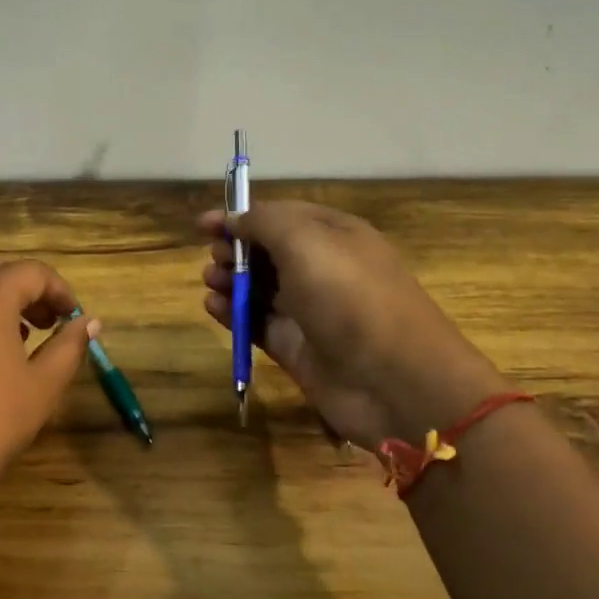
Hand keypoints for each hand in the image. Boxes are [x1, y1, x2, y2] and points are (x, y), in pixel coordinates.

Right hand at [199, 201, 507, 447]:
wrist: (394, 382)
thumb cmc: (350, 299)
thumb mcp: (307, 243)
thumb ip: (265, 223)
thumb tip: (235, 219)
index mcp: (335, 235)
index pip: (282, 216)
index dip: (243, 216)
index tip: (204, 224)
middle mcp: (323, 269)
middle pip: (269, 251)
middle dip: (236, 249)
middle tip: (215, 257)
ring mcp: (310, 311)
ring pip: (261, 288)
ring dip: (232, 281)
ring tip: (211, 283)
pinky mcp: (297, 347)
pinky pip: (258, 324)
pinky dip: (234, 315)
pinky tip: (213, 308)